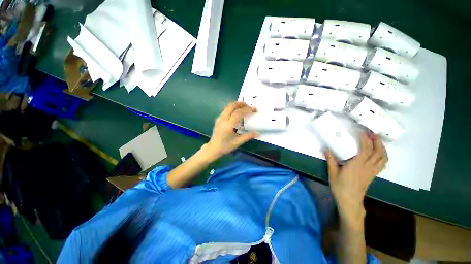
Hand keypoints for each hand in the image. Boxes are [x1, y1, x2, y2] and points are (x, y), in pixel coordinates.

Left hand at [205, 102, 257, 158]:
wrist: (213, 148)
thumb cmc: (225, 146)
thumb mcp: (238, 142)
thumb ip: (248, 136)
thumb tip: (258, 134)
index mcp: (228, 125)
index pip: (238, 113)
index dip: (247, 109)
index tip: (254, 110)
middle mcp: (223, 119)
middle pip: (232, 106)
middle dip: (242, 104)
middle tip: (250, 107)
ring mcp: (219, 118)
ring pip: (228, 106)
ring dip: (237, 104)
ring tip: (245, 107)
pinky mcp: (218, 118)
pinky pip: (226, 109)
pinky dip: (233, 107)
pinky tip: (238, 112)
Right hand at [325, 132, 387, 222]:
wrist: (350, 201)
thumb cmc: (340, 187)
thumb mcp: (332, 173)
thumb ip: (331, 160)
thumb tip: (326, 149)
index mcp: (357, 165)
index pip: (365, 150)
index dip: (366, 140)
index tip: (363, 132)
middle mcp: (367, 167)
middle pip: (378, 152)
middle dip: (376, 141)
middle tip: (371, 133)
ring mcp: (372, 171)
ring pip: (383, 158)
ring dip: (382, 147)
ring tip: (377, 141)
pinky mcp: (373, 175)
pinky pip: (382, 163)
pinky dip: (383, 155)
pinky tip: (378, 152)